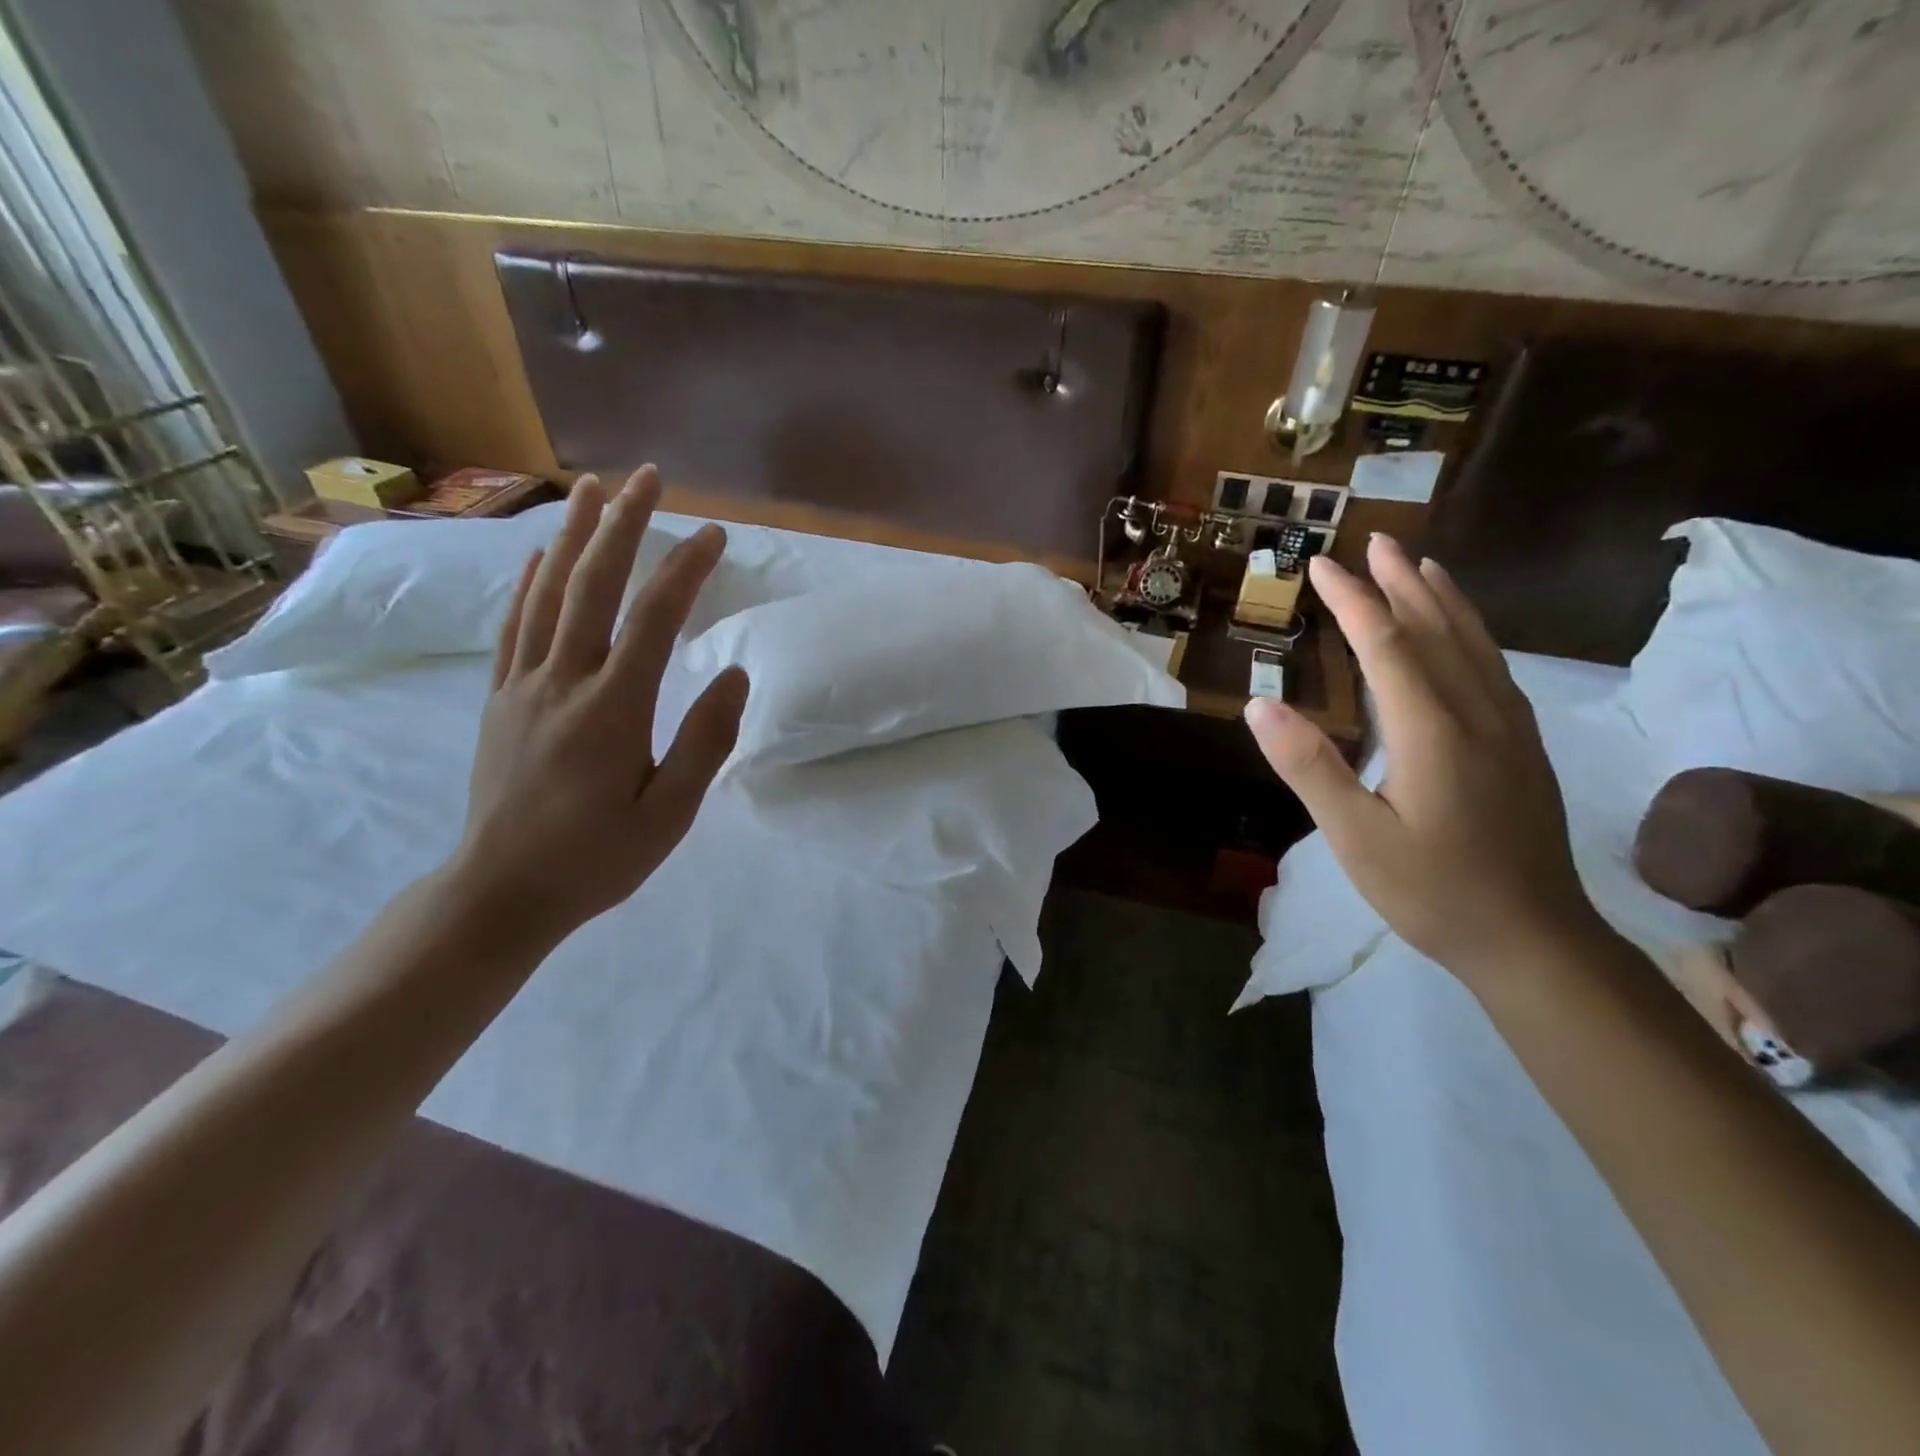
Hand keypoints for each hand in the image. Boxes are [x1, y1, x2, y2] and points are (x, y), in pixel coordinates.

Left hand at [449, 466, 747, 947]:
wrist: (500, 893)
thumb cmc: (597, 859)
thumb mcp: (669, 815)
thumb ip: (704, 743)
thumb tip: (731, 675)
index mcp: (611, 709)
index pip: (653, 620)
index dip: (685, 569)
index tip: (715, 534)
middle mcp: (562, 682)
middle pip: (592, 585)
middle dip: (621, 524)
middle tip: (646, 476)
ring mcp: (522, 686)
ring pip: (547, 594)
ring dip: (572, 536)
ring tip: (590, 489)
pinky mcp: (501, 699)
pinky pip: (515, 626)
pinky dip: (530, 583)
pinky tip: (540, 558)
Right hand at [1245, 534, 1603, 978]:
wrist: (1534, 939)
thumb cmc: (1432, 891)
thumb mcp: (1354, 838)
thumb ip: (1309, 767)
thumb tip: (1261, 704)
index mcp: (1433, 732)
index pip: (1388, 646)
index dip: (1354, 602)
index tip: (1323, 565)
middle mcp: (1478, 715)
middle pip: (1438, 630)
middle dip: (1402, 583)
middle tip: (1376, 542)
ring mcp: (1510, 729)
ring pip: (1475, 644)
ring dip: (1444, 599)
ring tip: (1421, 565)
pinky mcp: (1523, 746)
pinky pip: (1494, 668)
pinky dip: (1472, 633)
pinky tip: (1464, 633)